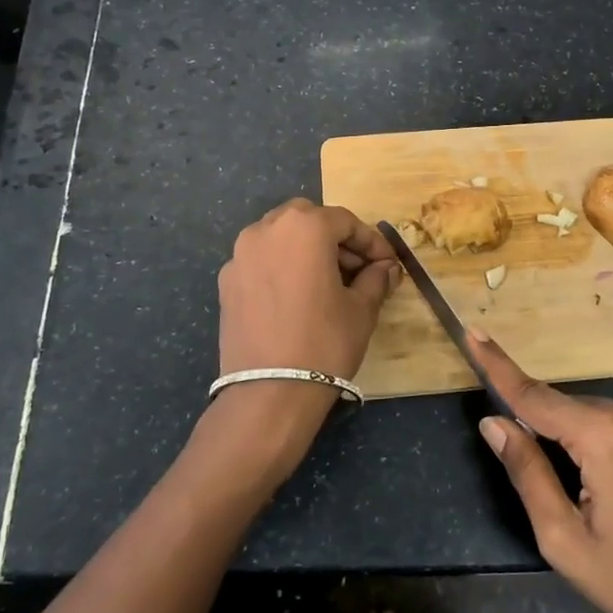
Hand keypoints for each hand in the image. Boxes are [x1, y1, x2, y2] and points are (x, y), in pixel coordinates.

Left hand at [193, 200, 399, 489]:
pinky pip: (260, 261)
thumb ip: (376, 279)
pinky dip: (281, 267)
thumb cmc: (324, 342)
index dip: (371, 242)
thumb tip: (387, 268)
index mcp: (304, 227)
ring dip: (305, 249)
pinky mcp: (226, 281)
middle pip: (307, 220)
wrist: (269, 392)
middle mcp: (266, 229)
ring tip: (327, 282)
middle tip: (356, 268)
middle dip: (334, 238)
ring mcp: (240, 254)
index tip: (387, 264)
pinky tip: (296, 298)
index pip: (345, 221)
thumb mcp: (361, 309)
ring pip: (279, 237)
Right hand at [468, 328, 612, 612]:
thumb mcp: (563, 538)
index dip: (499, 366)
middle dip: (550, 430)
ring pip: (602, 416)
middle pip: (571, 408)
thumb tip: (493, 422)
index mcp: (605, 437)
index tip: (473, 333)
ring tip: (597, 499)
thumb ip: (526, 471)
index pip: (536, 395)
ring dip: (585, 440)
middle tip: (557, 487)